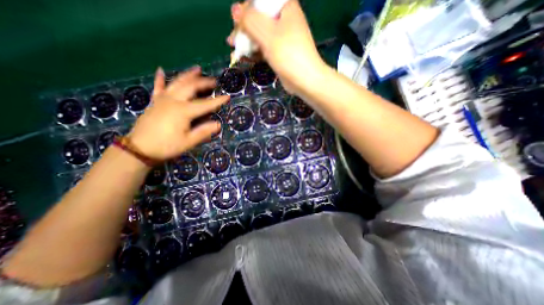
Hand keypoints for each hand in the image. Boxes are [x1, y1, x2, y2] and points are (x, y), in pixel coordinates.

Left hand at [129, 67, 228, 160]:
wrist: (139, 149)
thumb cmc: (167, 146)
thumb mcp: (189, 142)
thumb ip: (204, 132)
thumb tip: (219, 124)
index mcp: (183, 111)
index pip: (205, 104)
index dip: (217, 101)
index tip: (228, 97)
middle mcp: (173, 101)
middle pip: (190, 87)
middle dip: (203, 82)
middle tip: (214, 81)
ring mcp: (162, 100)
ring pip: (177, 83)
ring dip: (188, 75)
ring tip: (197, 69)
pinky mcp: (154, 102)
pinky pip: (158, 87)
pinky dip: (160, 79)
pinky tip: (161, 70)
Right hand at [227, 0, 324, 93]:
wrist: (304, 80)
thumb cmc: (288, 54)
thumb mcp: (268, 34)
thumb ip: (250, 20)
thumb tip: (236, 10)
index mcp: (285, 7)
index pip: (260, 1)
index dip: (246, 10)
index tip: (236, 22)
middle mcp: (284, 20)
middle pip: (259, 19)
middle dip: (244, 30)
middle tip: (232, 41)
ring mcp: (282, 38)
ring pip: (261, 35)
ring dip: (248, 43)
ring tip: (235, 51)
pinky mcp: (280, 53)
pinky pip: (265, 48)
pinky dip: (255, 52)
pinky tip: (246, 57)